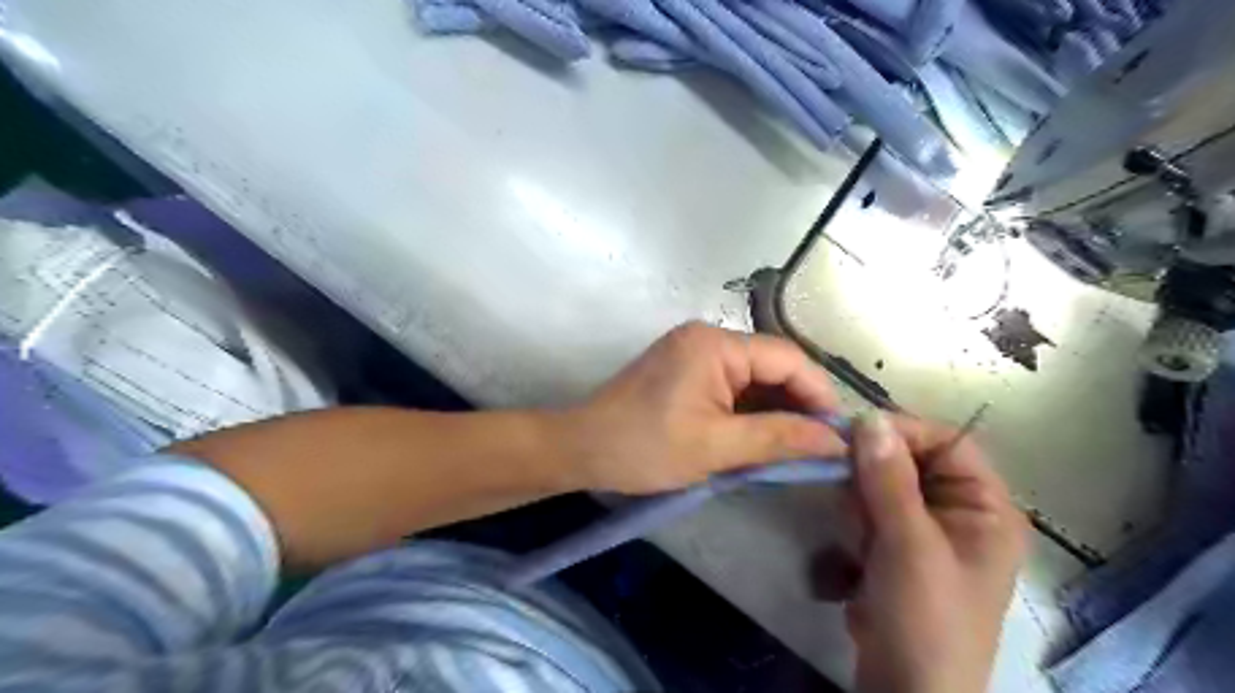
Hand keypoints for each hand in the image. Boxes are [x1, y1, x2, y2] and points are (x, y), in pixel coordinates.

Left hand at [561, 322, 850, 493]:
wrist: (582, 449)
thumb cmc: (645, 447)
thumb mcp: (716, 447)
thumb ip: (779, 438)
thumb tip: (836, 442)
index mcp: (715, 344)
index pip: (787, 359)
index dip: (819, 395)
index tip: (839, 435)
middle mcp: (707, 336)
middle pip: (771, 365)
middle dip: (798, 404)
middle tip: (822, 447)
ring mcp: (693, 351)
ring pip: (753, 377)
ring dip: (775, 409)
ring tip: (798, 447)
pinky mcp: (684, 369)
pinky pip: (731, 384)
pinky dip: (750, 409)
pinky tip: (764, 436)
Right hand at [845, 411, 1028, 692]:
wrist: (905, 688)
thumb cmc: (925, 617)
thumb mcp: (909, 545)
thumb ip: (889, 479)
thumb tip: (869, 417)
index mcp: (986, 507)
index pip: (947, 442)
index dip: (903, 431)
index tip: (852, 431)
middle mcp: (960, 511)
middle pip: (911, 460)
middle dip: (874, 472)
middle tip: (846, 488)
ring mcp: (926, 529)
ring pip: (884, 482)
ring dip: (861, 499)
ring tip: (857, 534)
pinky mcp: (897, 544)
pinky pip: (871, 508)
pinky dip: (856, 518)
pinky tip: (853, 547)